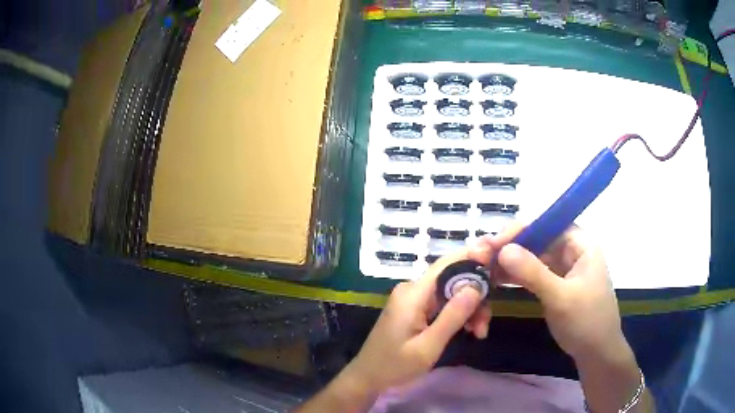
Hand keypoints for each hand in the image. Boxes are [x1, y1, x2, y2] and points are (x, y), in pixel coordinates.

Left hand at [344, 246, 493, 395]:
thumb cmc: (395, 366)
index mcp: (413, 294)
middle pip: (453, 279)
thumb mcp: (428, 346)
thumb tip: (477, 286)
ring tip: (478, 333)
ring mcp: (414, 298)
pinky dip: (458, 313)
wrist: (368, 377)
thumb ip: (453, 316)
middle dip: (475, 296)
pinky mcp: (415, 308)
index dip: (474, 259)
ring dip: (469, 308)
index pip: (448, 264)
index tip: (498, 266)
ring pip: (452, 291)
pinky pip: (443, 302)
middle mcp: (413, 289)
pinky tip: (469, 330)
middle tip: (485, 324)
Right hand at [487, 225, 625, 361]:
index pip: (548, 223)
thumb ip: (533, 273)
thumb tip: (502, 250)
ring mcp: (563, 266)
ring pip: (533, 255)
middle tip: (481, 255)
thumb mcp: (561, 298)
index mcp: (581, 243)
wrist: (596, 353)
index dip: (521, 229)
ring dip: (509, 261)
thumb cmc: (586, 322)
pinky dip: (516, 275)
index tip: (494, 242)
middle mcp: (572, 249)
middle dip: (510, 246)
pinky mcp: (556, 283)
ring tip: (483, 266)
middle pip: (538, 238)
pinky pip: (533, 272)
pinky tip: (496, 278)